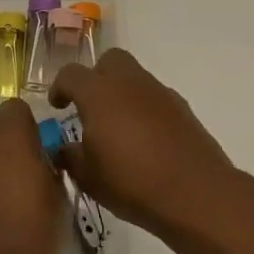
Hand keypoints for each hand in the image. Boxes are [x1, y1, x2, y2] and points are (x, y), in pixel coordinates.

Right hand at [48, 49, 238, 238]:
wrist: (195, 193)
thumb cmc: (132, 182)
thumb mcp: (88, 177)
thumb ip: (70, 157)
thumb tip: (64, 149)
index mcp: (99, 93)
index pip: (71, 74)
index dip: (60, 88)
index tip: (58, 107)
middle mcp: (130, 83)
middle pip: (110, 61)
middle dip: (96, 78)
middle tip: (90, 108)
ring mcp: (160, 93)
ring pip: (135, 78)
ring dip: (122, 94)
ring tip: (118, 129)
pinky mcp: (182, 108)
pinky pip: (155, 98)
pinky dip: (145, 110)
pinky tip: (145, 141)